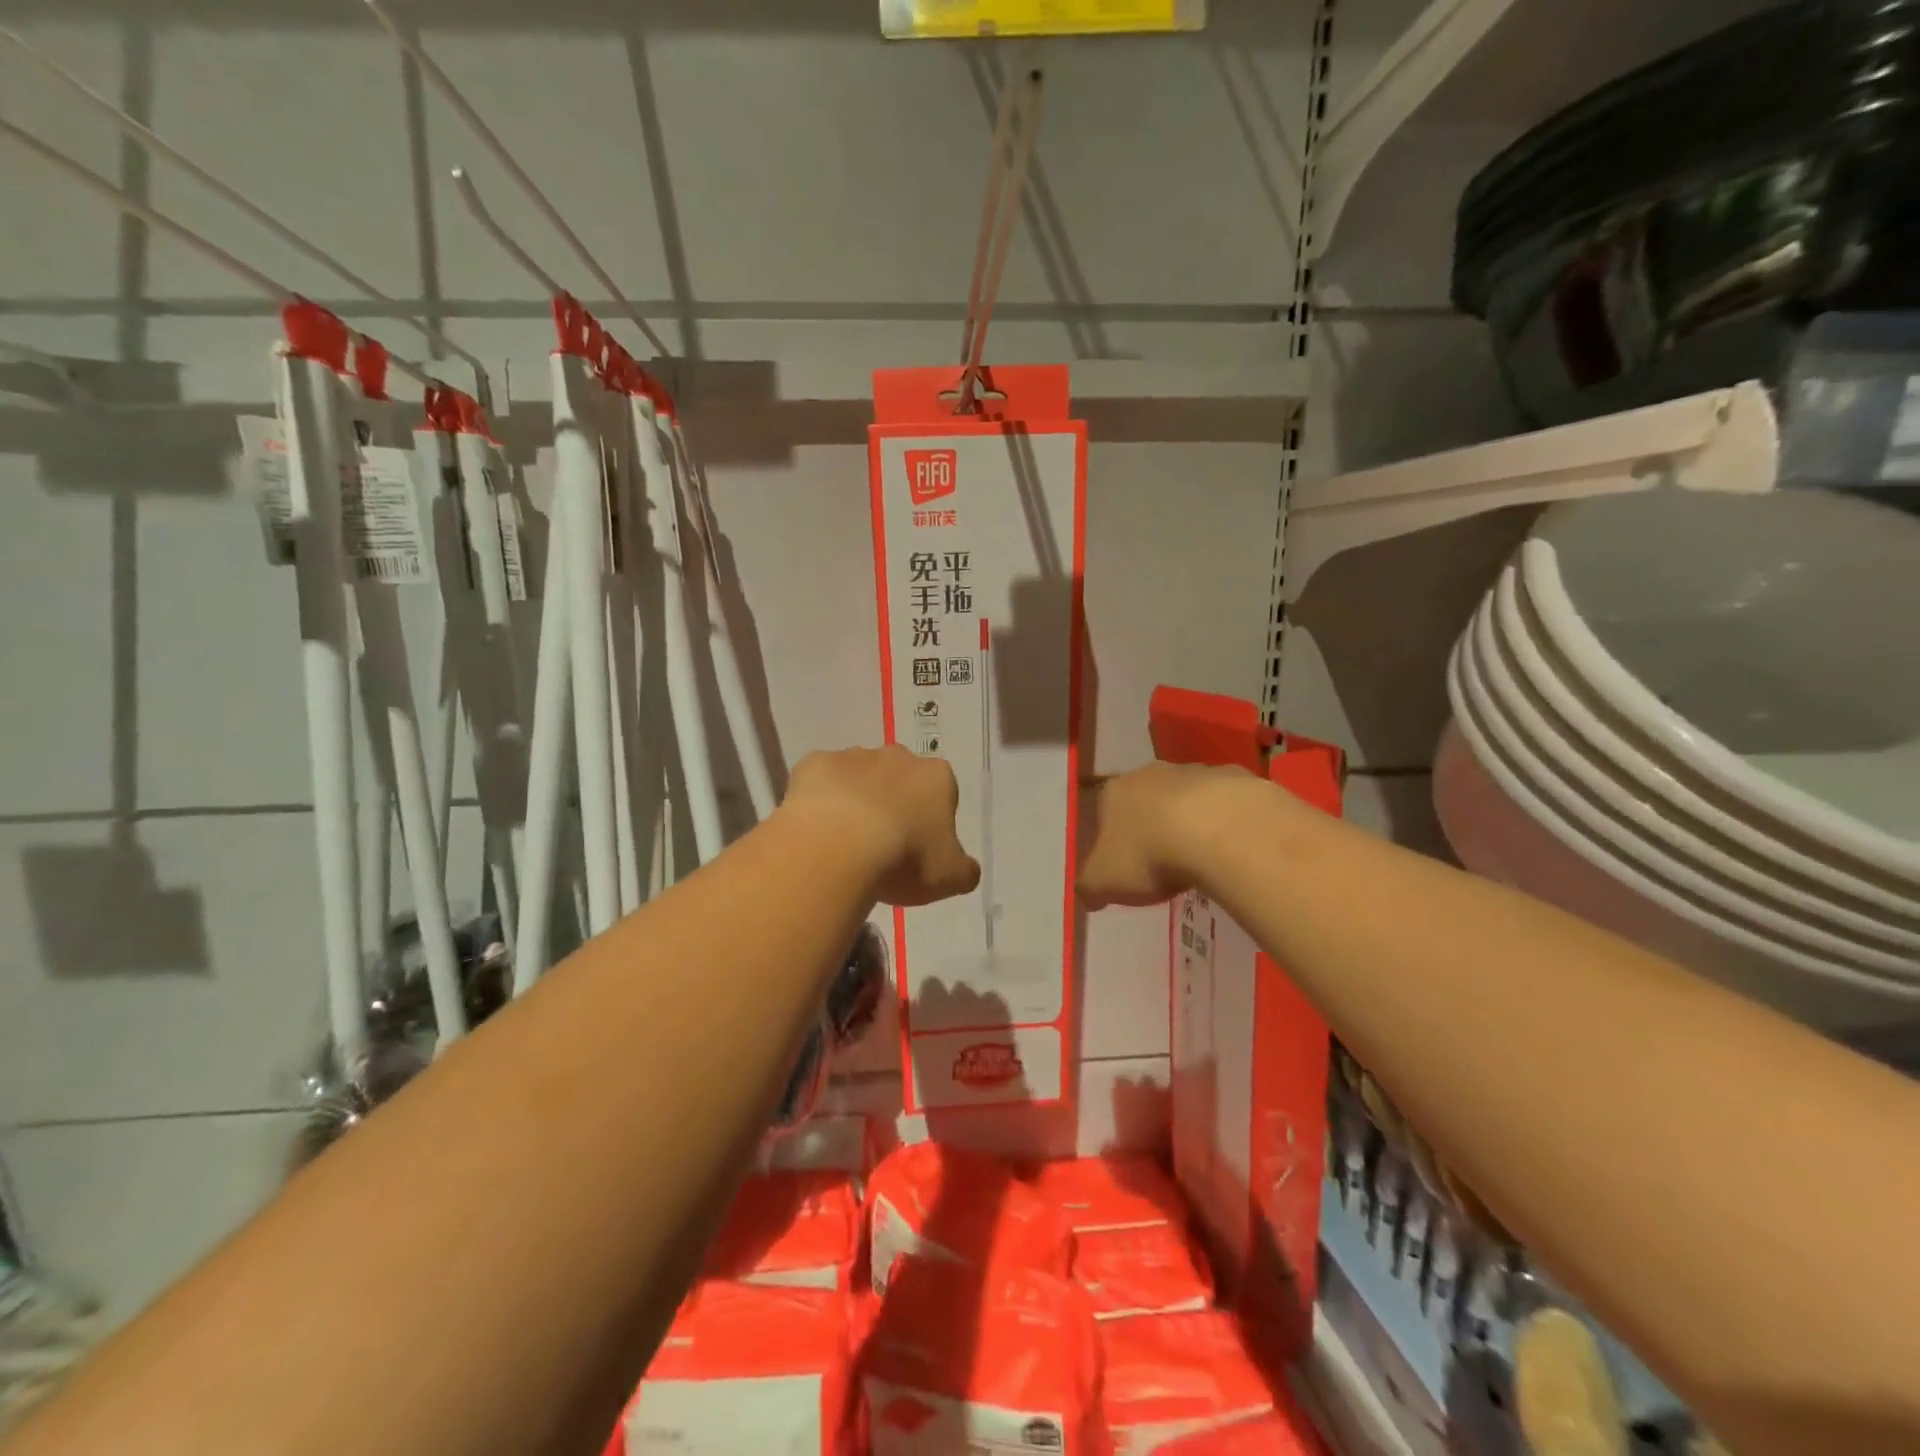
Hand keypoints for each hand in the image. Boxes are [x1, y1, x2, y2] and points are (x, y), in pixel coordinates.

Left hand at [781, 746, 981, 906]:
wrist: (838, 848)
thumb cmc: (904, 860)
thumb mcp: (951, 878)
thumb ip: (964, 869)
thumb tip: (965, 868)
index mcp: (937, 778)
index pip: (941, 794)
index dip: (930, 821)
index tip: (917, 850)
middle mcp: (898, 757)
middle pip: (900, 778)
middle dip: (893, 803)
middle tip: (881, 845)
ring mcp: (854, 756)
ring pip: (859, 776)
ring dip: (855, 800)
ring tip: (844, 842)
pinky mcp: (814, 763)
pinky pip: (820, 780)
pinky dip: (819, 799)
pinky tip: (815, 829)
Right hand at [1078, 762, 1255, 907]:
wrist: (1217, 831)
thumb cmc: (1148, 854)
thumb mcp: (1103, 882)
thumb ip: (1089, 888)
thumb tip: (1087, 897)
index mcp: (1115, 792)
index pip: (1104, 813)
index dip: (1112, 840)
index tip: (1124, 867)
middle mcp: (1151, 774)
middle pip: (1145, 800)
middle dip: (1151, 826)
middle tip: (1162, 863)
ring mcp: (1195, 772)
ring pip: (1186, 798)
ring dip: (1189, 821)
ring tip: (1200, 858)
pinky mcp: (1235, 779)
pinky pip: (1224, 804)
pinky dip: (1225, 822)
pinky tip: (1230, 848)